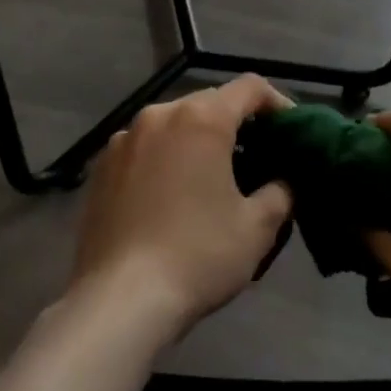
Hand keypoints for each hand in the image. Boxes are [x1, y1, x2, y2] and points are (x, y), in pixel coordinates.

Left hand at [70, 76, 293, 337]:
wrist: (118, 303)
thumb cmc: (197, 256)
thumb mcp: (258, 227)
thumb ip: (280, 192)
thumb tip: (282, 181)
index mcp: (202, 118)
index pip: (250, 87)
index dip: (277, 103)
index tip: (290, 132)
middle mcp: (160, 115)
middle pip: (209, 101)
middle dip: (237, 122)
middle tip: (257, 156)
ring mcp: (123, 140)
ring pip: (173, 123)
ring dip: (198, 139)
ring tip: (213, 176)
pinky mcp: (99, 168)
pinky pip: (145, 148)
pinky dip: (166, 158)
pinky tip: (172, 195)